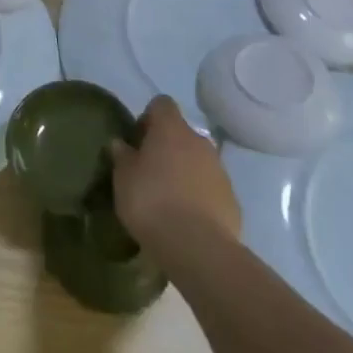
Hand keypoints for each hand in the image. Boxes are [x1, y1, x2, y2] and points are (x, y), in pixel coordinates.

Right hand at [109, 97, 241, 255]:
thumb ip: (122, 156)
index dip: (149, 117)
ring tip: (168, 198)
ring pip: (198, 160)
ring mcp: (220, 170)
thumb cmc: (152, 202)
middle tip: (150, 171)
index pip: (162, 104)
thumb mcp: (123, 178)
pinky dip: (200, 195)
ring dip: (185, 171)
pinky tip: (187, 218)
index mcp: (171, 128)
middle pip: (182, 133)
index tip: (138, 140)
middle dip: (168, 147)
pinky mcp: (232, 200)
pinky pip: (211, 188)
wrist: (198, 248)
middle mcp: (199, 141)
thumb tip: (121, 143)